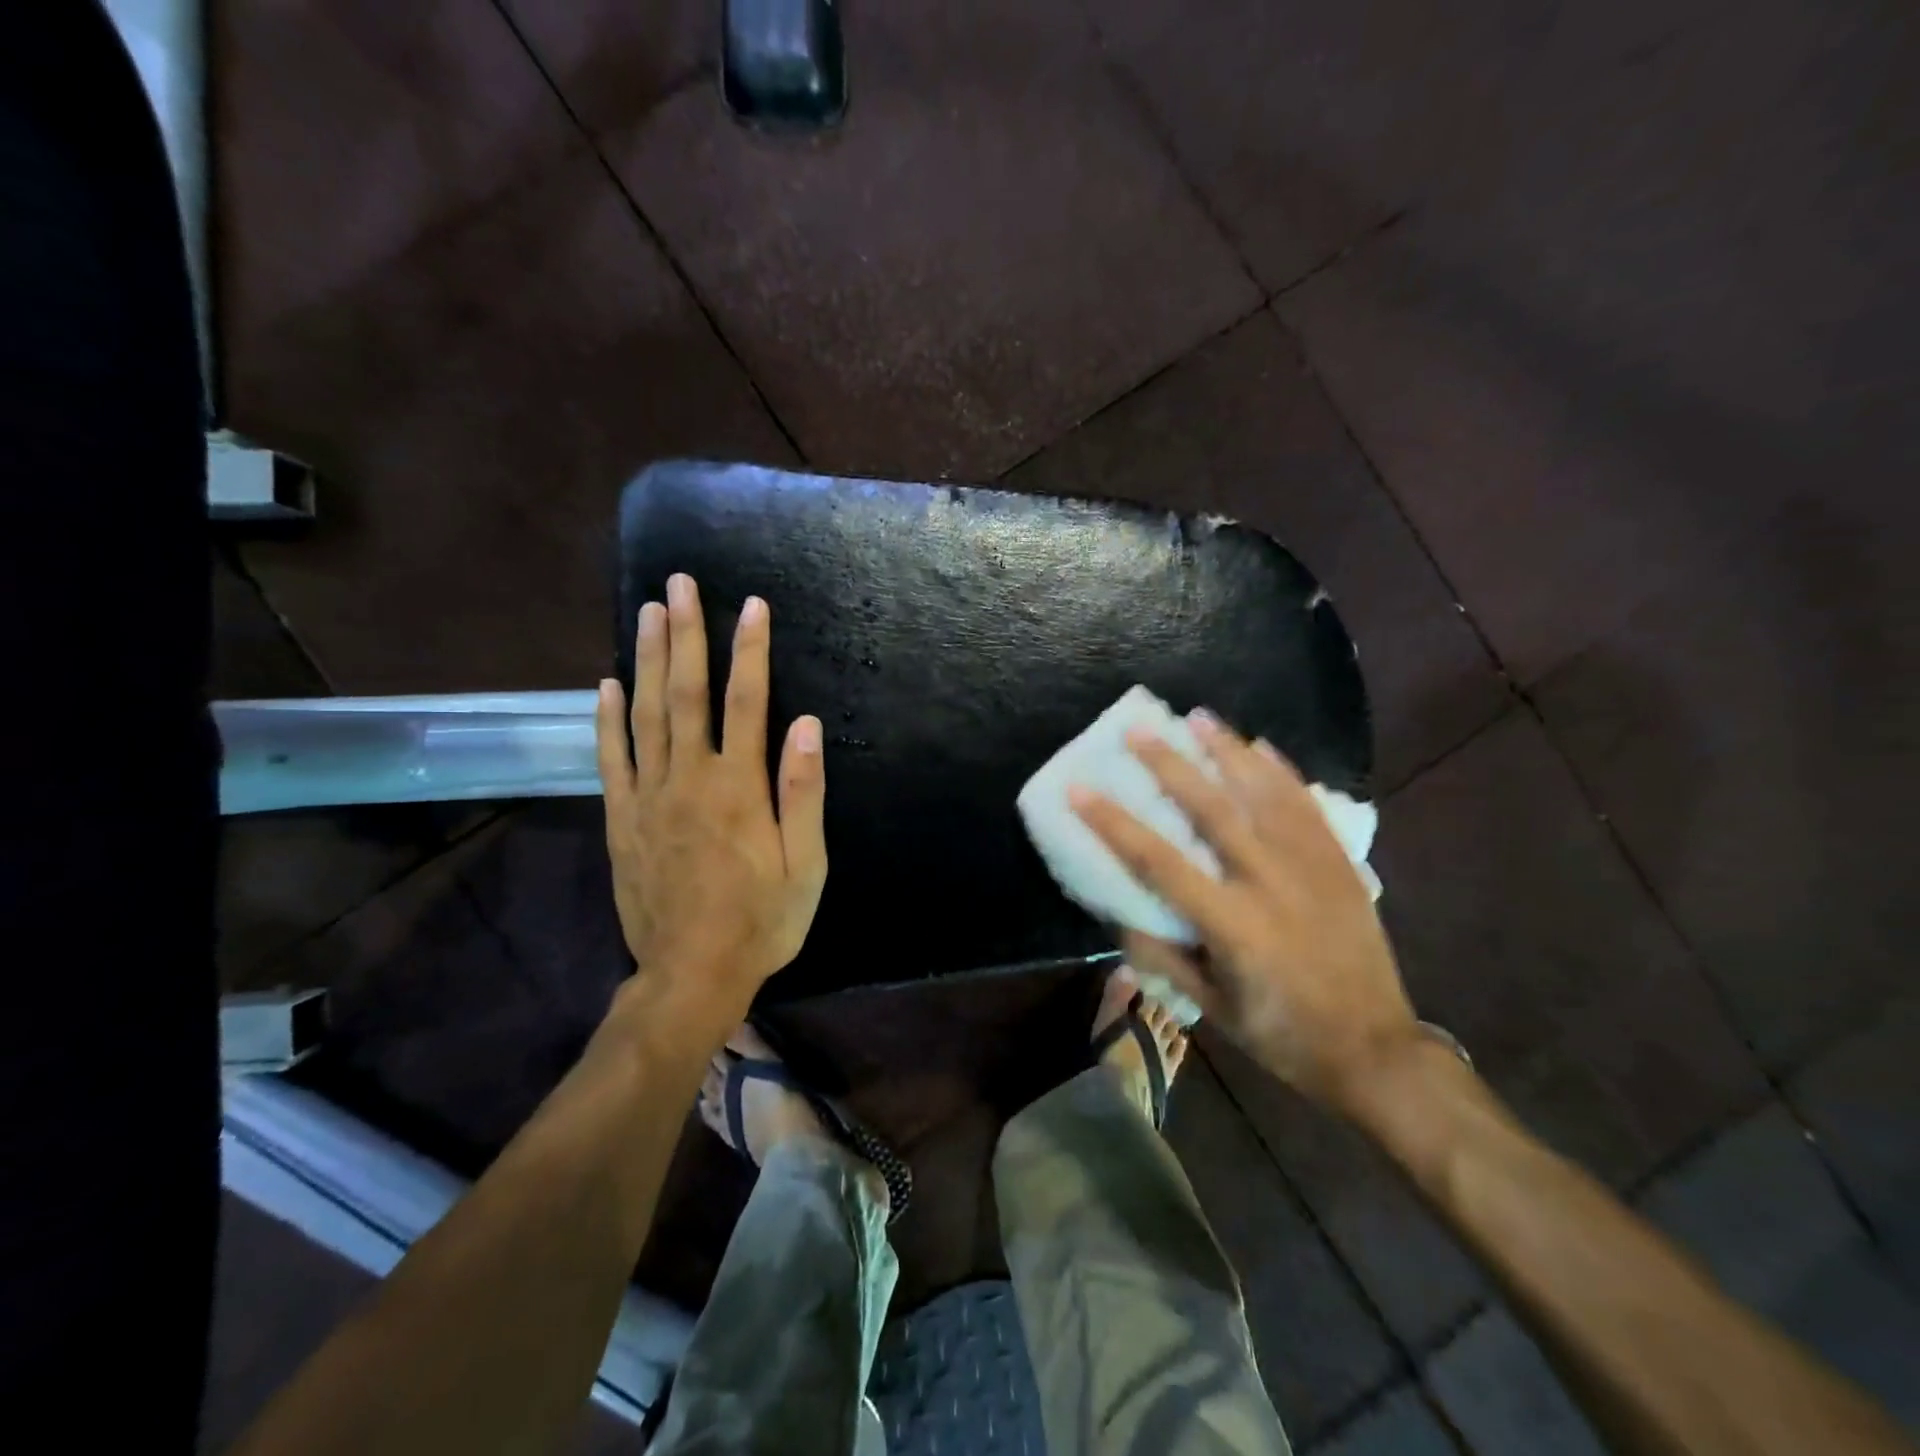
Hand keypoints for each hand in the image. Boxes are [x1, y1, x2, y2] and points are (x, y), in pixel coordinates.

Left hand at [596, 574, 827, 1041]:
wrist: (691, 975)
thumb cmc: (762, 920)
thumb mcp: (806, 865)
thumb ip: (803, 793)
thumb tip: (806, 724)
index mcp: (738, 787)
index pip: (746, 701)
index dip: (750, 650)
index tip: (752, 605)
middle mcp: (689, 778)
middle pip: (685, 693)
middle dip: (685, 634)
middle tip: (678, 584)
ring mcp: (649, 796)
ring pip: (645, 714)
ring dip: (647, 659)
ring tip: (647, 612)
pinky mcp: (623, 819)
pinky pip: (612, 757)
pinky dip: (608, 717)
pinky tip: (607, 683)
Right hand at [1069, 713, 1419, 1111]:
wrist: (1375, 1049)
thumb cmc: (1282, 1034)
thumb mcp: (1211, 1008)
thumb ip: (1162, 956)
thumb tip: (1119, 913)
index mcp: (1232, 924)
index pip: (1158, 861)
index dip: (1113, 823)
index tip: (1079, 789)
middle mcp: (1270, 882)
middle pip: (1212, 810)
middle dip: (1170, 765)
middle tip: (1139, 729)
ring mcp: (1311, 867)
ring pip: (1264, 794)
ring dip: (1228, 752)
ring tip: (1199, 717)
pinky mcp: (1339, 863)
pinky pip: (1307, 805)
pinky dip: (1282, 772)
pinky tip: (1261, 746)